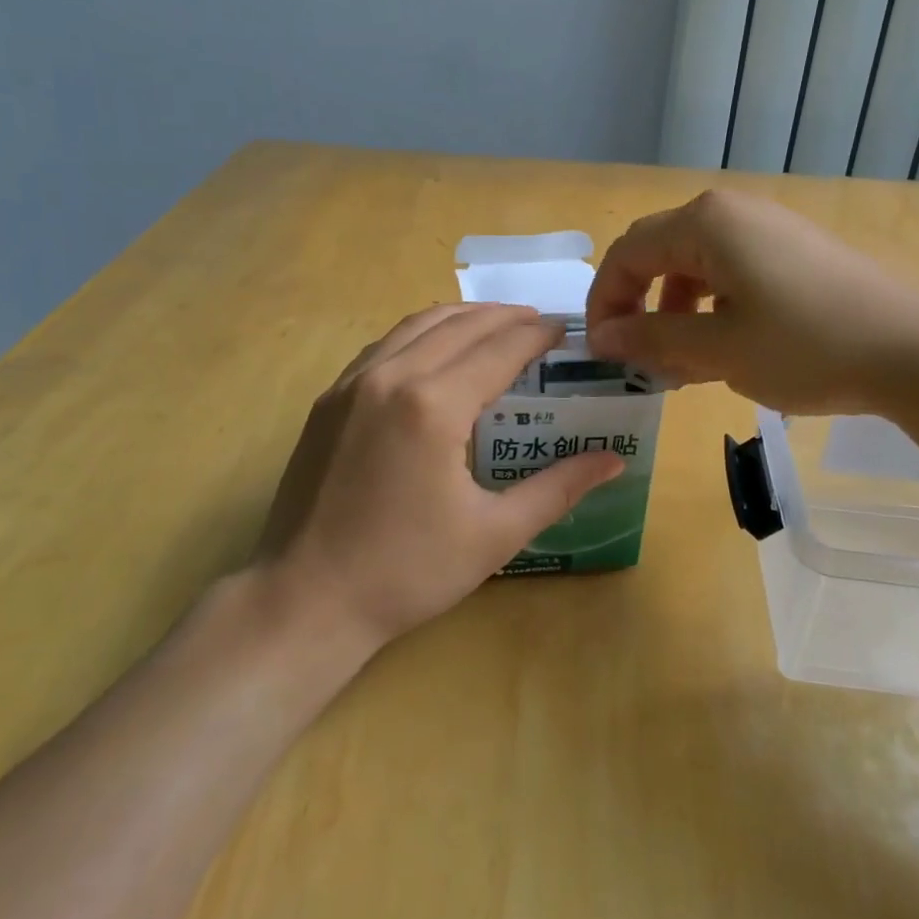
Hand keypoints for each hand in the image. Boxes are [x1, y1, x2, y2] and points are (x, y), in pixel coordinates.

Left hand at [254, 304, 623, 653]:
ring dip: (462, 317)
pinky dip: (421, 333)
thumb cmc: (406, 572)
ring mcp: (352, 383)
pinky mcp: (329, 398)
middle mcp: (391, 376)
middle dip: (504, 318)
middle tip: (538, 323)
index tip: (564, 329)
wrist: (305, 600)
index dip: (536, 335)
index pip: (499, 349)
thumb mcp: (494, 535)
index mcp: (434, 405)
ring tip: (495, 324)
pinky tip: (435, 349)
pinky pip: (384, 344)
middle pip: (460, 325)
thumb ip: (558, 488)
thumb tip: (614, 460)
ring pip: (417, 325)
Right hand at [585, 190, 918, 414]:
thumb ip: (651, 338)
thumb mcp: (718, 350)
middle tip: (637, 356)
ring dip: (674, 309)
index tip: (601, 350)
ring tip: (680, 361)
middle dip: (639, 304)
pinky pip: (730, 269)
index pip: (628, 253)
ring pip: (694, 263)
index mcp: (705, 222)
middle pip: (659, 251)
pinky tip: (725, 345)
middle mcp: (731, 211)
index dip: (605, 301)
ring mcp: (767, 227)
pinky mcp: (794, 249)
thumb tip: (602, 337)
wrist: (918, 352)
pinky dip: (710, 305)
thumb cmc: (806, 346)